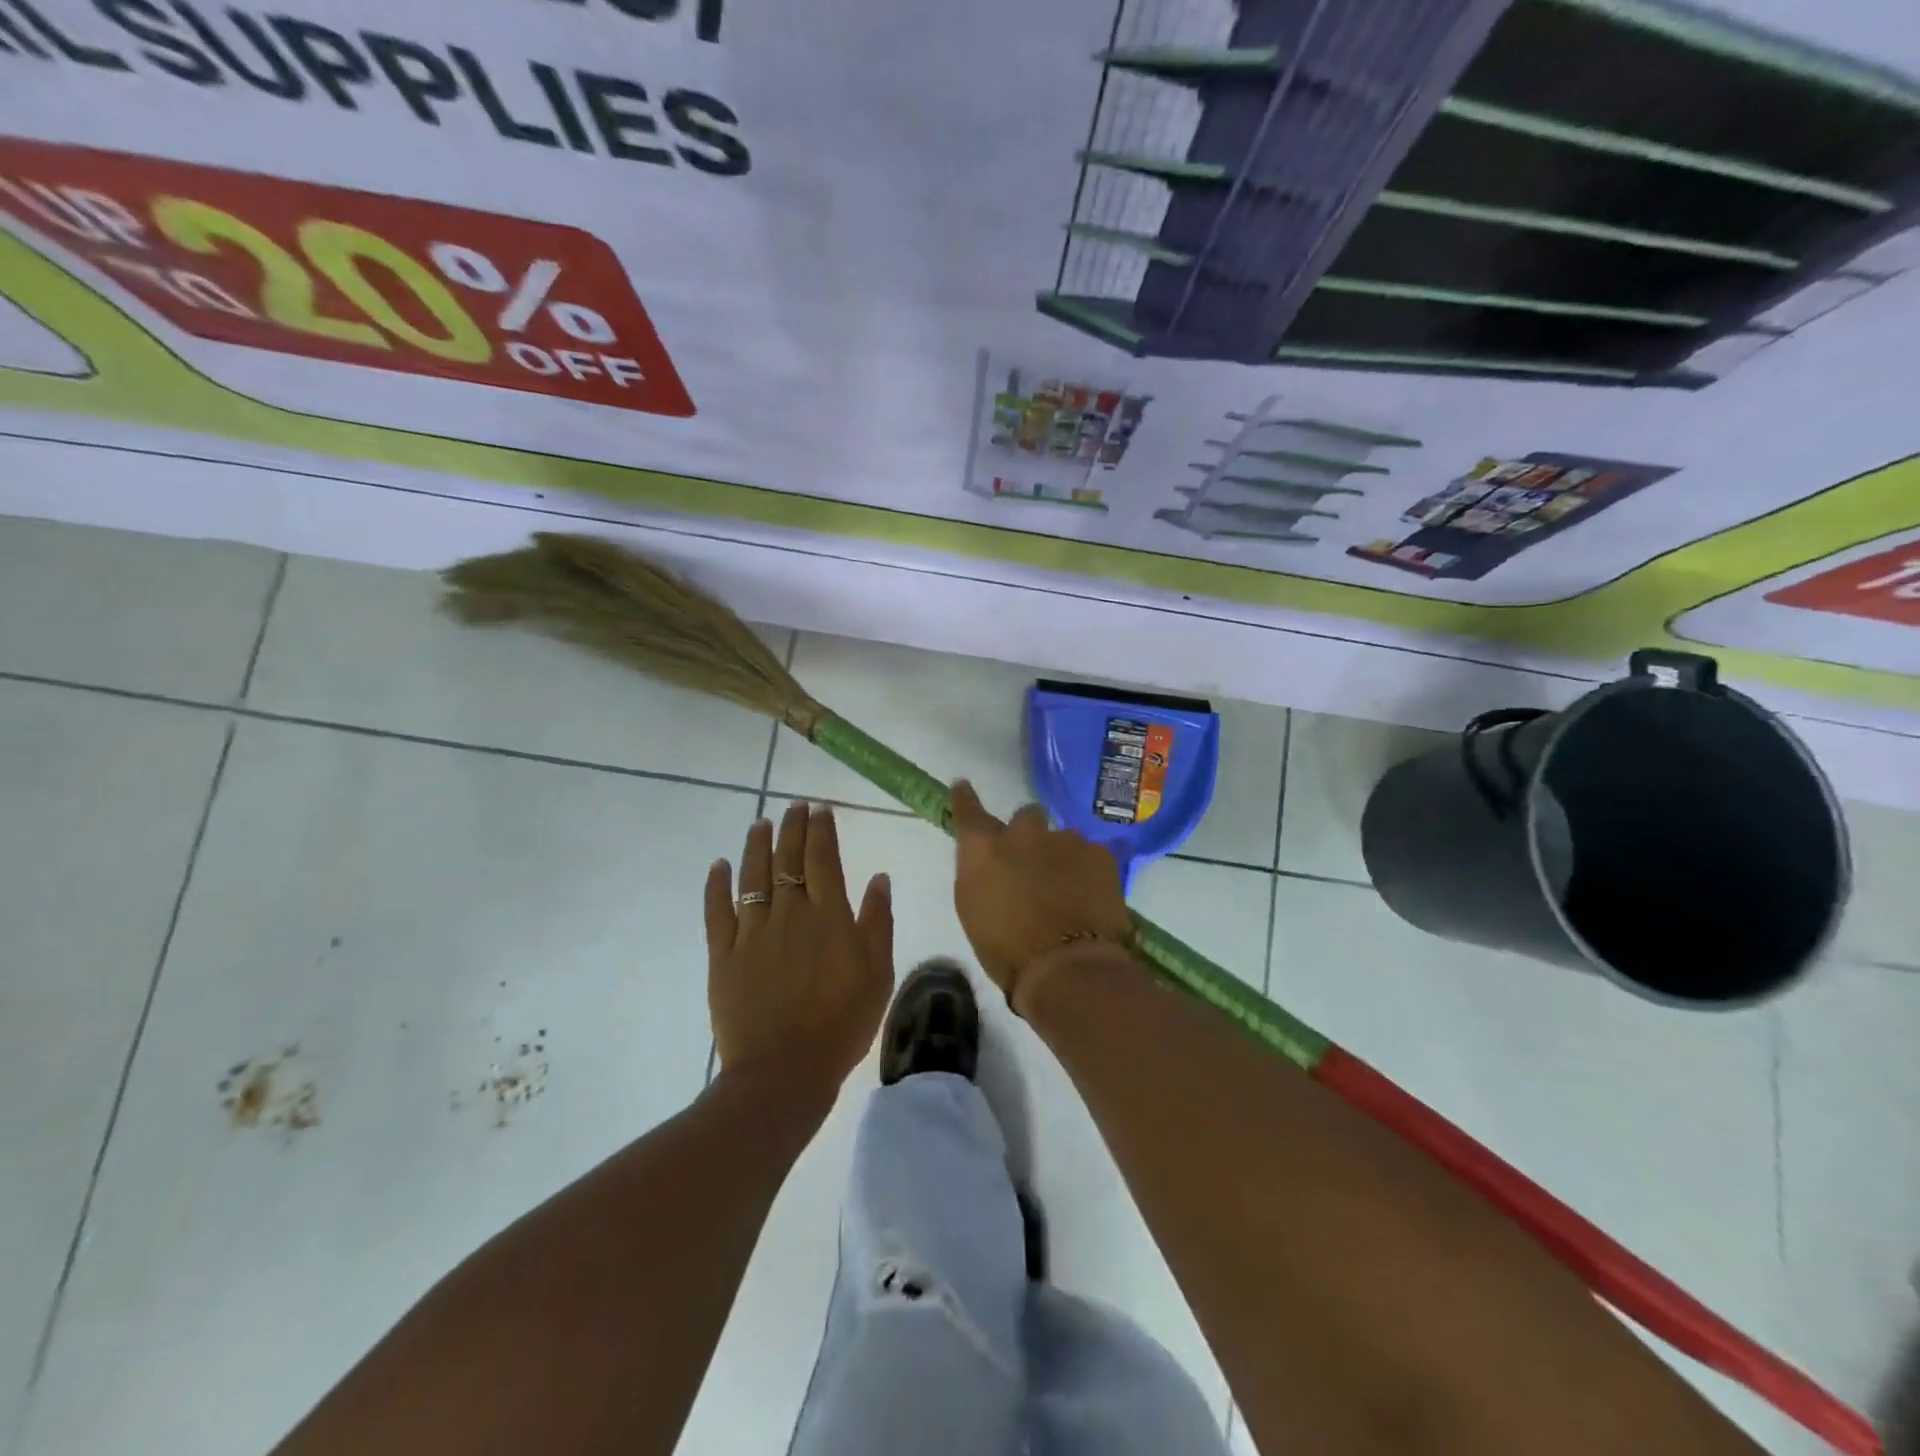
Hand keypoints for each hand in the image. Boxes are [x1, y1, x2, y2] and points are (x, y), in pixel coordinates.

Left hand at [704, 801, 892, 1096]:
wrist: (784, 1071)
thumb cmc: (841, 1023)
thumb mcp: (877, 973)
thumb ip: (877, 922)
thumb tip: (879, 877)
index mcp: (827, 916)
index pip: (822, 859)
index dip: (821, 830)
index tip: (821, 809)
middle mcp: (788, 913)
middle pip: (787, 859)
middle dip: (792, 828)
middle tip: (795, 807)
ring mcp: (752, 932)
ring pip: (753, 877)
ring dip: (757, 846)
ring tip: (761, 823)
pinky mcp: (724, 955)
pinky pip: (718, 912)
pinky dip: (717, 886)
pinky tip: (719, 865)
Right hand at [948, 779, 1133, 1014]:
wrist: (1067, 967)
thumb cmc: (1006, 951)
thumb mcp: (973, 910)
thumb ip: (980, 874)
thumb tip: (990, 862)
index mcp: (984, 848)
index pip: (968, 810)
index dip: (965, 798)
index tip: (963, 787)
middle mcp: (1023, 833)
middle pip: (1025, 817)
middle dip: (1027, 835)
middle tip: (1031, 864)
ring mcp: (1065, 839)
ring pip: (1061, 838)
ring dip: (1059, 856)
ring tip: (1066, 890)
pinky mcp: (1100, 854)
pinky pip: (1089, 854)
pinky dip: (1086, 870)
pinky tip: (1089, 896)